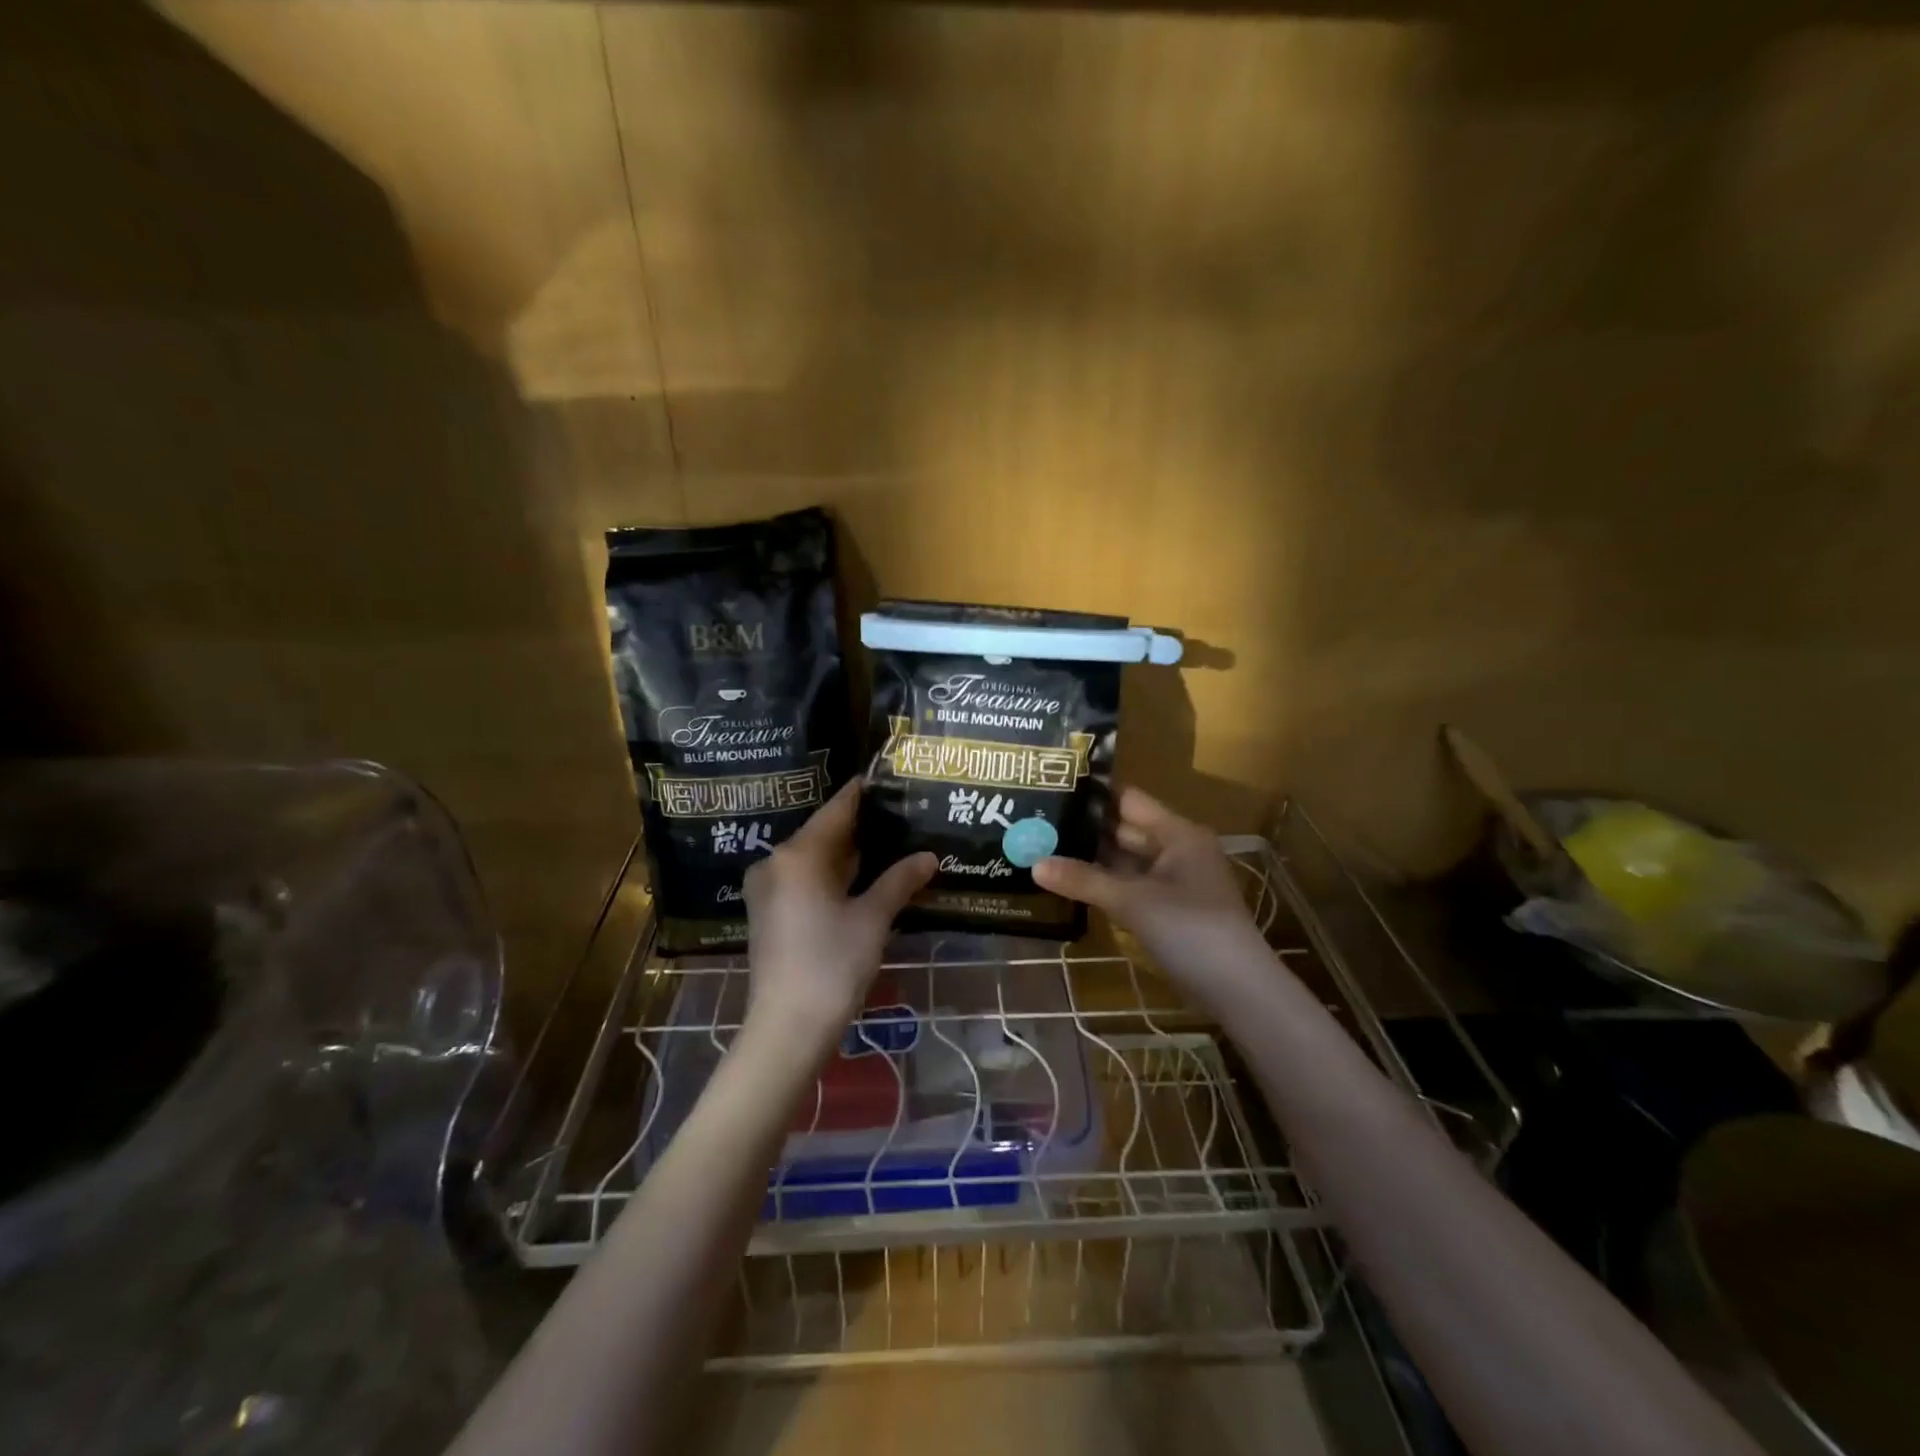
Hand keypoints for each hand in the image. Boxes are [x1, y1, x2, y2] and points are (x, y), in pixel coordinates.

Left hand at [741, 779, 935, 1056]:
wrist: (787, 1028)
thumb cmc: (833, 964)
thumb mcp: (873, 919)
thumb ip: (899, 880)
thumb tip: (929, 856)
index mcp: (799, 855)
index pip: (837, 810)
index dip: (863, 793)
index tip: (888, 780)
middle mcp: (776, 863)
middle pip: (824, 833)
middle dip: (861, 827)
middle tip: (900, 816)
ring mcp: (768, 889)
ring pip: (813, 858)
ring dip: (847, 854)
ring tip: (889, 844)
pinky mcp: (768, 913)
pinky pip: (803, 879)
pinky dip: (831, 875)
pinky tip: (862, 879)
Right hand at [1033, 787, 1276, 1012]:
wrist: (1238, 990)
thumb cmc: (1190, 929)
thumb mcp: (1133, 901)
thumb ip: (1084, 880)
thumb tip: (1034, 863)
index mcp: (1177, 833)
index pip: (1128, 801)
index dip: (1093, 795)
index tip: (1052, 789)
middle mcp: (1177, 849)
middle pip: (1126, 830)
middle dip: (1086, 829)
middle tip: (1038, 824)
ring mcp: (1175, 881)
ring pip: (1127, 861)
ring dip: (1093, 860)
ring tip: (1045, 850)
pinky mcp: (1170, 909)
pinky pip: (1132, 886)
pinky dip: (1106, 885)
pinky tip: (1073, 885)